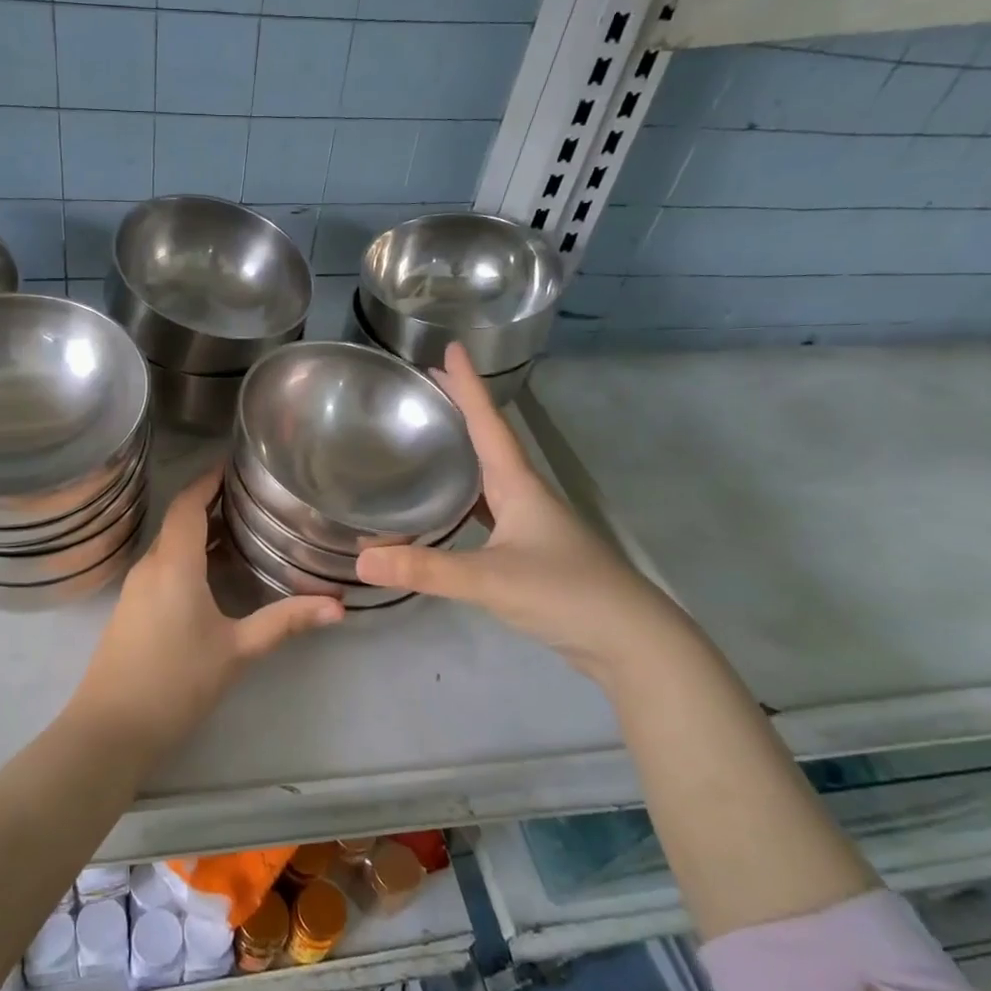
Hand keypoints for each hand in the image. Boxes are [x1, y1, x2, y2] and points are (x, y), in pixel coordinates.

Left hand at [75, 468, 342, 749]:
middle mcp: (150, 565)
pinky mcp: (130, 608)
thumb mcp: (237, 650)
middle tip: (251, 498)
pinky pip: (161, 565)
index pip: (187, 503)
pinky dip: (187, 555)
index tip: (235, 465)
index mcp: (174, 564)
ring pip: (169, 543)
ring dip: (199, 531)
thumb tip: (337, 606)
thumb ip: (285, 622)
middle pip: (178, 520)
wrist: (111, 728)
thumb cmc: (176, 682)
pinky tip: (212, 573)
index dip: (208, 479)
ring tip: (240, 529)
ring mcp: (135, 588)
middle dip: (209, 503)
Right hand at [355, 344, 695, 681]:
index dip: (467, 386)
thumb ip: (425, 569)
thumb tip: (361, 561)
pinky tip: (448, 510)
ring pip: (489, 478)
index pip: (489, 423)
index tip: (450, 349)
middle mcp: (526, 496)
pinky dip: (465, 500)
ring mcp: (532, 525)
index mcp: (519, 485)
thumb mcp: (489, 579)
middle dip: (460, 412)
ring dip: (462, 454)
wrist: (629, 641)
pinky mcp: (530, 552)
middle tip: (425, 390)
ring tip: (429, 441)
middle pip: (488, 442)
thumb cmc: (565, 593)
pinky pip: (489, 511)